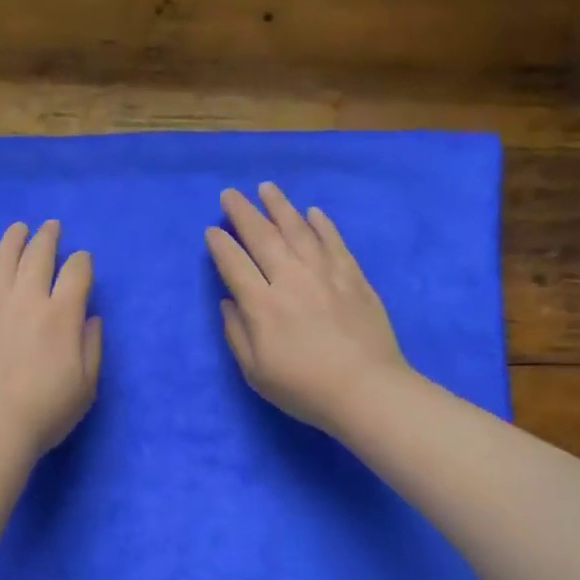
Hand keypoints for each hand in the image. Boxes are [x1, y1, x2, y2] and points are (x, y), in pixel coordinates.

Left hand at [0, 220, 102, 460]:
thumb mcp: (86, 385)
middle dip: (49, 237)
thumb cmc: (45, 411)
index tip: (83, 260)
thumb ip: (92, 346)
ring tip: (19, 230)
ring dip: (14, 240)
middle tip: (52, 227)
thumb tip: (90, 317)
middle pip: (38, 254)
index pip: (76, 271)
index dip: (82, 261)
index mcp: (60, 314)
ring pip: (2, 259)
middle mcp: (25, 299)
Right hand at [206, 182, 408, 436]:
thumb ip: (237, 333)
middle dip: (243, 213)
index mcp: (262, 306)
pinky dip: (322, 225)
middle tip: (230, 194)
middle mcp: (290, 280)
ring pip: (298, 230)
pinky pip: (334, 242)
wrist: (368, 391)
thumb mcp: (256, 372)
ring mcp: (325, 274)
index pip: (234, 264)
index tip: (212, 230)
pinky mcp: (354, 277)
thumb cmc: (305, 389)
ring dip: (280, 206)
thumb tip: (228, 301)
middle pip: (263, 237)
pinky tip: (313, 212)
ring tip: (267, 188)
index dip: (220, 245)